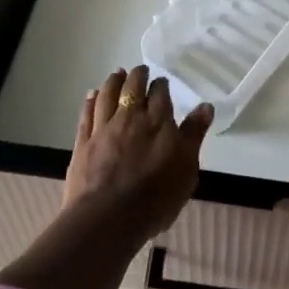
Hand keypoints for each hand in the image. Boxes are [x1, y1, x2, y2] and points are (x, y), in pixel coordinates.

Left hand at [65, 66, 213, 241]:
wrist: (109, 217)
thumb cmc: (155, 197)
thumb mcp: (187, 168)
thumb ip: (194, 134)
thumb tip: (205, 106)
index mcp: (158, 121)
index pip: (160, 92)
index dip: (161, 85)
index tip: (161, 82)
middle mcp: (130, 117)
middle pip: (133, 86)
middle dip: (137, 75)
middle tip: (140, 71)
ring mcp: (104, 127)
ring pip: (107, 94)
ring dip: (113, 81)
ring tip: (117, 73)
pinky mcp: (83, 141)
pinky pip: (86, 113)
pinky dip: (90, 100)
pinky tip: (92, 94)